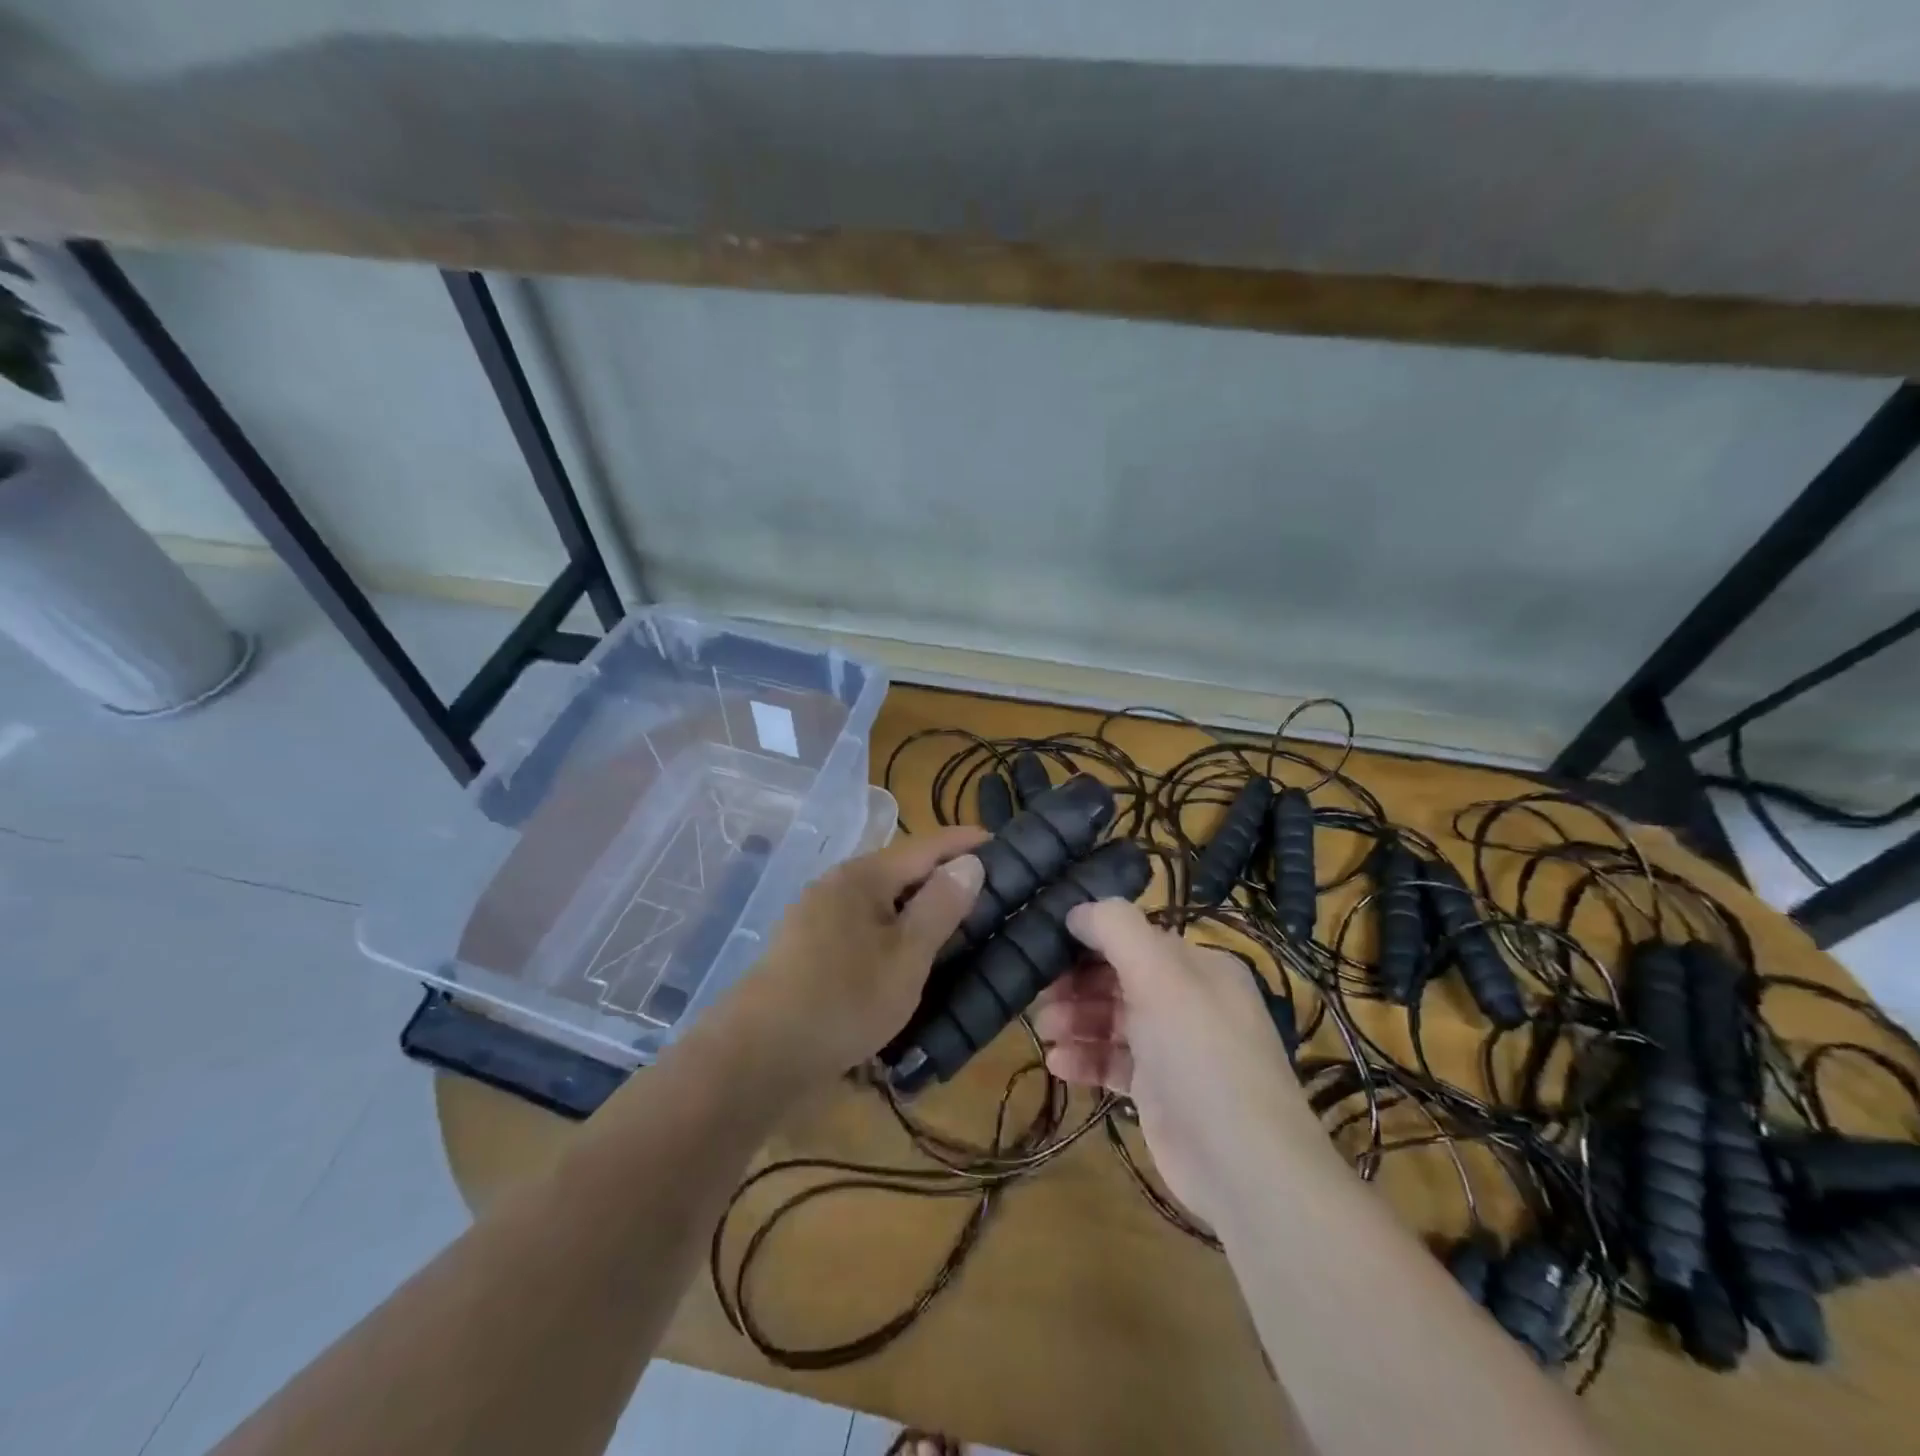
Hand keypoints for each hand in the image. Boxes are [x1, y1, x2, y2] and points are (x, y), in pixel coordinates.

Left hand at [715, 826, 987, 1092]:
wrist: (759, 1056)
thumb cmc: (844, 1000)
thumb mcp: (906, 956)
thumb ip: (941, 906)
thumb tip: (969, 863)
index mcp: (862, 877)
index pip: (925, 846)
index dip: (964, 842)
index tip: (1001, 842)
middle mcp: (837, 885)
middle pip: (902, 871)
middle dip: (944, 877)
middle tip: (989, 891)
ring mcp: (818, 916)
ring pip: (883, 901)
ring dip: (919, 907)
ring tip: (958, 923)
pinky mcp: (810, 947)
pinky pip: (865, 926)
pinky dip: (895, 930)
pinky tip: (909, 954)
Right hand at [1034, 900, 1320, 1226]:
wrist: (1244, 1166)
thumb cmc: (1200, 1054)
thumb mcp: (1160, 975)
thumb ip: (1116, 930)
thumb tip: (1077, 910)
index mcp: (1198, 966)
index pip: (1134, 938)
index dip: (1090, 940)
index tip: (1046, 946)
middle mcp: (1189, 1001)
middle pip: (1120, 979)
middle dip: (1077, 984)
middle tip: (1039, 995)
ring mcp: (1175, 1049)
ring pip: (1113, 1021)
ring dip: (1076, 1020)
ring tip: (1045, 1030)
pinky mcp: (1160, 1092)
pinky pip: (1114, 1063)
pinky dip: (1086, 1059)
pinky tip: (1057, 1064)